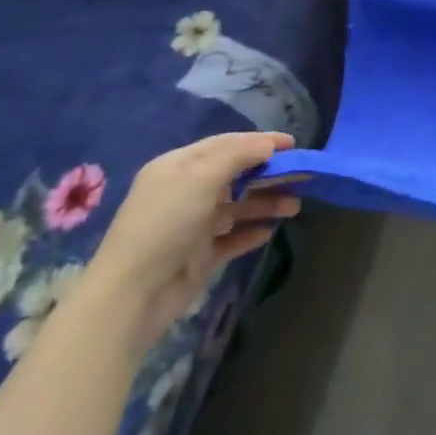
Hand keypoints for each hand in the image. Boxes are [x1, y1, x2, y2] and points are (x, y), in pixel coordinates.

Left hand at [79, 132, 301, 349]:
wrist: (134, 293)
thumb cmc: (166, 223)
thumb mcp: (201, 178)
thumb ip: (238, 155)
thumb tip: (268, 144)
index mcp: (179, 167)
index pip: (225, 145)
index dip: (260, 141)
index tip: (293, 144)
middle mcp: (185, 192)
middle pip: (235, 175)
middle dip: (267, 174)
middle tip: (301, 175)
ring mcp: (192, 225)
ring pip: (237, 207)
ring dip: (265, 203)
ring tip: (295, 206)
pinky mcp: (199, 255)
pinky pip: (231, 237)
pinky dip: (250, 232)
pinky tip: (269, 232)